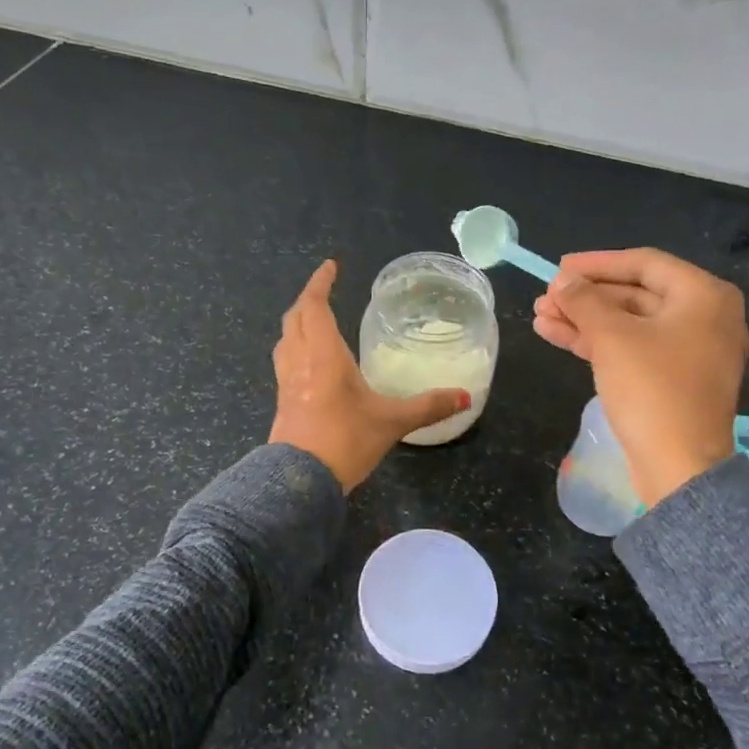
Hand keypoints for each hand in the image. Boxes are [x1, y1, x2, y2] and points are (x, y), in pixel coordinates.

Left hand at [270, 260, 471, 491]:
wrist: (299, 483)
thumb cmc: (345, 441)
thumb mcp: (392, 422)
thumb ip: (428, 406)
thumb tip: (465, 397)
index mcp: (324, 355)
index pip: (315, 306)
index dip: (320, 283)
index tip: (331, 266)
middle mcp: (300, 361)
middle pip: (295, 318)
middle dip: (308, 300)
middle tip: (325, 291)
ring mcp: (286, 382)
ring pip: (285, 340)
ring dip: (298, 323)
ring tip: (315, 321)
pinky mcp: (282, 402)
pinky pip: (285, 362)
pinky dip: (295, 348)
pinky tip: (311, 363)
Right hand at [533, 248, 748, 507]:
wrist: (680, 467)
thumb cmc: (652, 389)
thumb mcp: (612, 337)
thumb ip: (584, 300)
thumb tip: (562, 281)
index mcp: (704, 296)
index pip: (644, 263)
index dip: (596, 263)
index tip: (558, 267)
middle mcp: (705, 318)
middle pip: (635, 294)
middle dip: (586, 297)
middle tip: (545, 297)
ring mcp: (691, 352)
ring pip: (630, 324)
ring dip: (584, 319)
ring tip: (540, 316)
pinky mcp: (674, 380)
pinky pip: (634, 348)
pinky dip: (598, 342)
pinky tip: (556, 335)